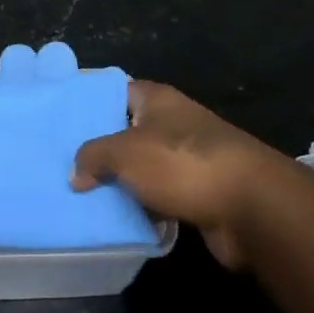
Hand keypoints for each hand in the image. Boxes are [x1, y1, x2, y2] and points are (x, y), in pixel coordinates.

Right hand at [72, 81, 288, 270]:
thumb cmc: (181, 163)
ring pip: (143, 168)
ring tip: (82, 196)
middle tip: (64, 165)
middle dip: (100, 150)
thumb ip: (92, 157)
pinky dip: (144, 208)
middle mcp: (173, 123)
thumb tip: (76, 173)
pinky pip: (161, 197)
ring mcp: (189, 158)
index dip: (89, 105)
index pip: (115, 92)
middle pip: (127, 132)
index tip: (61, 122)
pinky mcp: (200, 193)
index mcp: (156, 99)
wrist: (252, 207)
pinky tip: (118, 220)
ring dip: (121, 183)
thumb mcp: (124, 153)